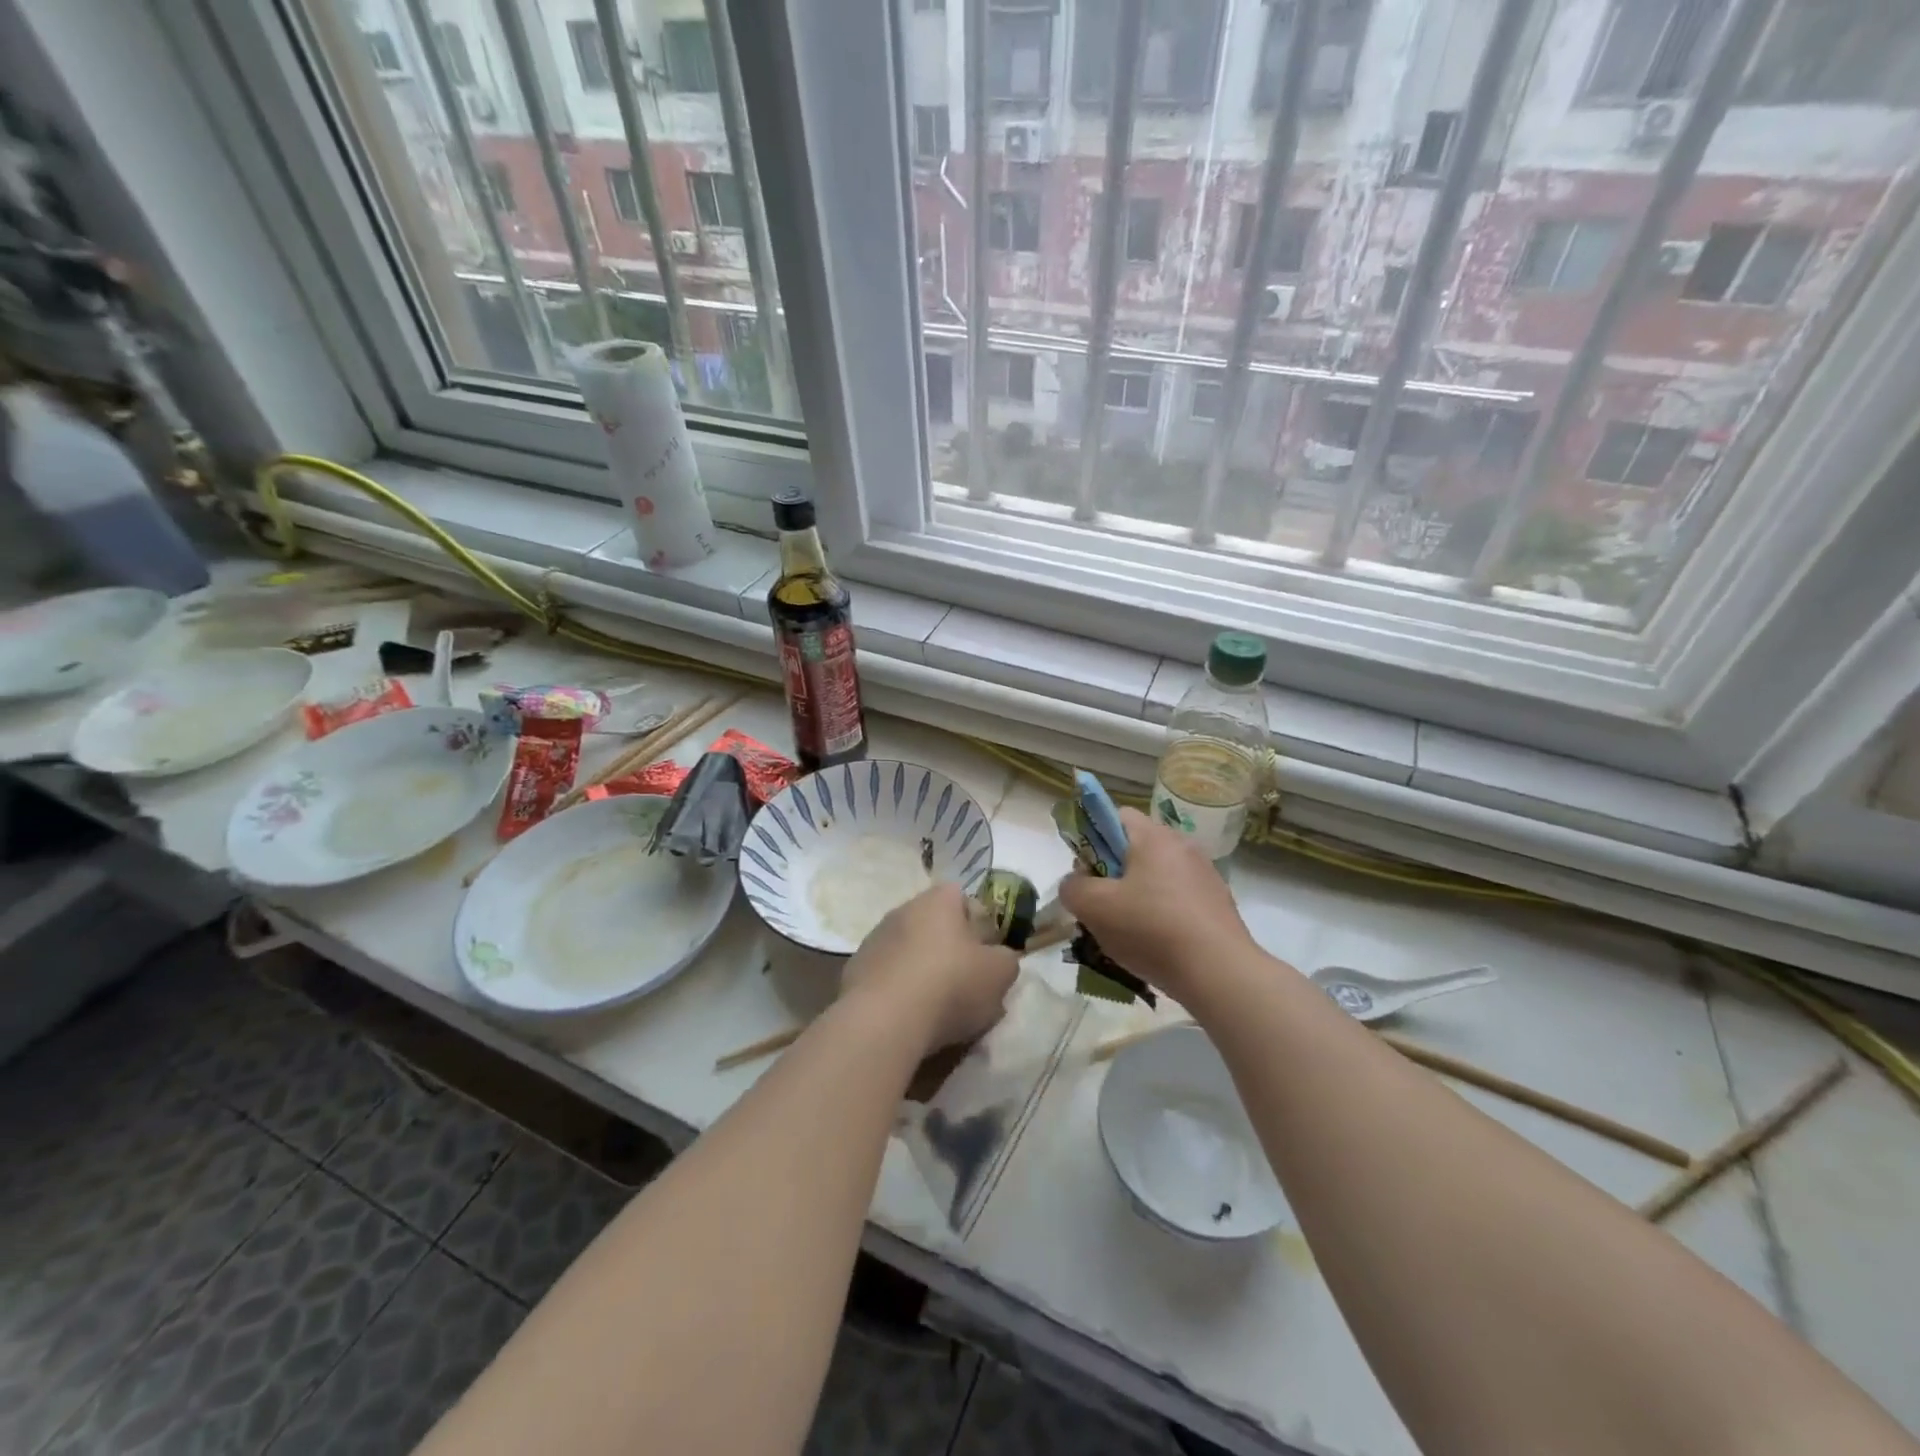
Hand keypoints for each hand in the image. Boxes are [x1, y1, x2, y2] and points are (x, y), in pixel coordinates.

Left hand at [840, 883, 1018, 1054]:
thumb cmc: (950, 985)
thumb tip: (998, 959)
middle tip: (964, 983)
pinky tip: (907, 1017)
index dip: (977, 924)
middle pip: (933, 924)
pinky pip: (886, 975)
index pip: (962, 898)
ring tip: (935, 1008)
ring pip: (908, 950)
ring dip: (920, 969)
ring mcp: (874, 939)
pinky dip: (897, 990)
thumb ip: (1006, 960)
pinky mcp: (854, 970)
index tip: (985, 954)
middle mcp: (903, 909)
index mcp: (938, 900)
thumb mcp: (1000, 974)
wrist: (884, 1020)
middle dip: (948, 948)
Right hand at [1058, 807, 1254, 998]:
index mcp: (1154, 836)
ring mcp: (1205, 875)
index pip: (1115, 815)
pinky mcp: (1218, 904)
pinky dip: (1161, 915)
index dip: (1092, 838)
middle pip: (1135, 848)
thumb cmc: (1151, 929)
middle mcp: (1183, 846)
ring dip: (1137, 897)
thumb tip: (1076, 884)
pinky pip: (1177, 900)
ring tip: (1126, 933)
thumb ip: (1073, 888)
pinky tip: (1156, 946)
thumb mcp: (1094, 908)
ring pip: (1156, 877)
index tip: (1086, 872)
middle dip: (1113, 874)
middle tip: (1101, 907)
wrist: (1219, 974)